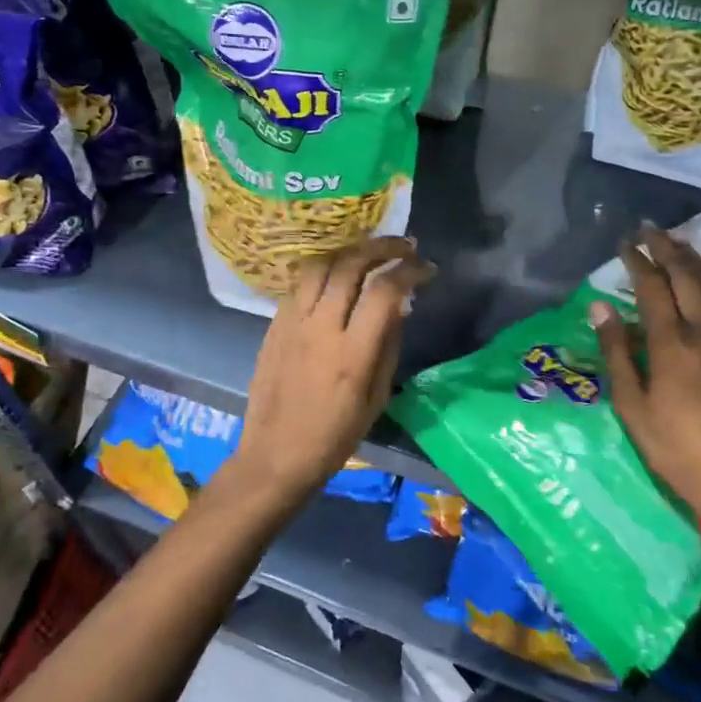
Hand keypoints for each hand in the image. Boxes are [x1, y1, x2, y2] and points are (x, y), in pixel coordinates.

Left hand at [232, 238, 435, 503]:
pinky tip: (337, 275)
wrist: (275, 455)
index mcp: (351, 354)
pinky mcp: (274, 324)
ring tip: (369, 251)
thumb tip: (401, 305)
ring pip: (320, 265)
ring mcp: (292, 323)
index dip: (410, 271)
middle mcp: (320, 328)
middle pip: (350, 266)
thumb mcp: (376, 398)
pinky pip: (299, 284)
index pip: (384, 292)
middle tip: (405, 246)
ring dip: (349, 250)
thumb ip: (388, 346)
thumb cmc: (334, 437)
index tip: (427, 269)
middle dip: (382, 247)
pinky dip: (324, 271)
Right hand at [590, 222, 700, 519]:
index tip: (625, 243)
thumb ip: (617, 352)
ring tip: (682, 240)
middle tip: (650, 229)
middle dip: (667, 250)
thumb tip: (599, 307)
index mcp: (670, 345)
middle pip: (686, 279)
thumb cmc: (674, 448)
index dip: (638, 262)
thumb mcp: (632, 406)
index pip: (652, 289)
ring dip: (697, 261)